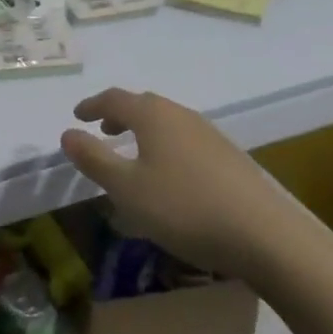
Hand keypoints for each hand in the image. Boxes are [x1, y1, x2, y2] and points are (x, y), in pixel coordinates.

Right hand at [60, 88, 284, 279]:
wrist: (264, 234)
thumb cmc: (184, 207)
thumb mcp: (127, 189)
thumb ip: (94, 159)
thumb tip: (68, 133)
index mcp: (153, 116)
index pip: (115, 99)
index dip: (92, 105)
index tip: (77, 115)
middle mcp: (181, 115)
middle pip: (144, 105)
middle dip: (119, 115)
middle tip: (103, 130)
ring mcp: (210, 134)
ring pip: (167, 122)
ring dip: (144, 131)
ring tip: (133, 153)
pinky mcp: (229, 157)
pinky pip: (185, 140)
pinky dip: (166, 146)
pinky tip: (169, 175)